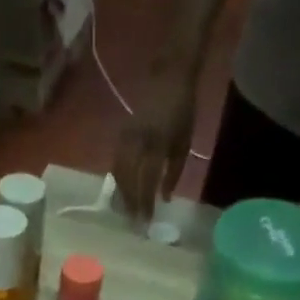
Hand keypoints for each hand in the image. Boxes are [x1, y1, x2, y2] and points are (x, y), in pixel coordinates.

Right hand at [112, 63, 197, 219]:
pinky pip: (115, 162)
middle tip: (132, 222)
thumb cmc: (183, 111)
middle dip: (130, 203)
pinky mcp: (120, 133)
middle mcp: (137, 142)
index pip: (147, 181)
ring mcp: (126, 136)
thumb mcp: (185, 143)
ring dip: (121, 194)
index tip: (145, 222)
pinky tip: (120, 191)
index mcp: (157, 144)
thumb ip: (174, 172)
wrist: (169, 77)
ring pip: (118, 172)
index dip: (145, 203)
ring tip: (124, 210)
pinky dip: (116, 180)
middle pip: (128, 180)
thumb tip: (164, 199)